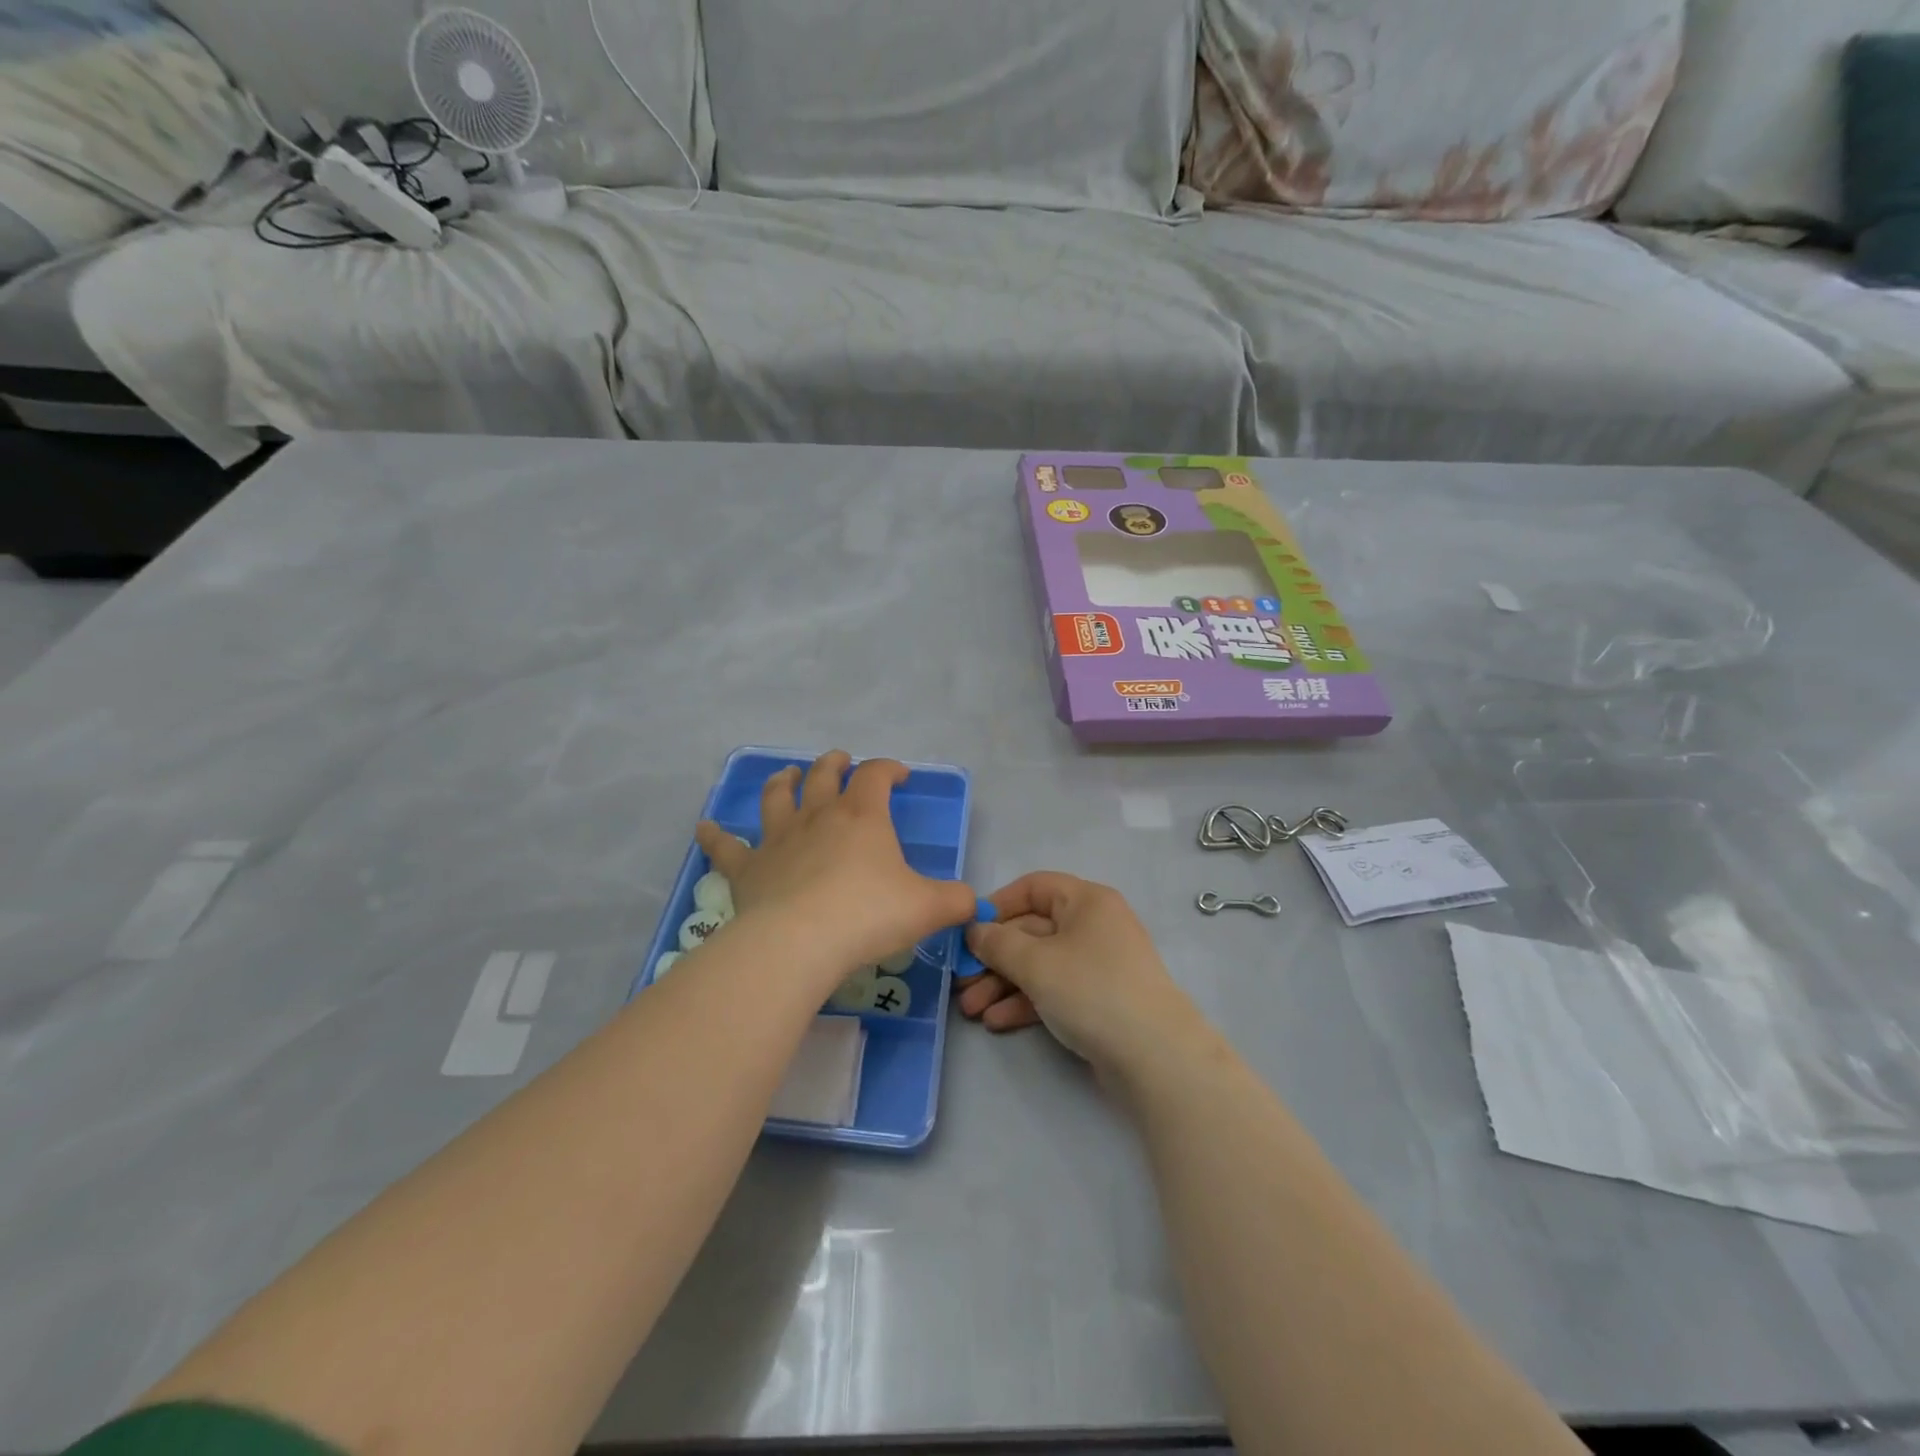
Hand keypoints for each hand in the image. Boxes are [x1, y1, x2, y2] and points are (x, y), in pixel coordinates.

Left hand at [694, 752, 975, 984]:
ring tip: (788, 775)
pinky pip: (726, 847)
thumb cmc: (869, 915)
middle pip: (824, 775)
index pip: (876, 775)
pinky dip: (714, 835)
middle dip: (835, 764)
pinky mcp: (748, 870)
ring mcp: (779, 840)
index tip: (900, 775)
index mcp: (862, 816)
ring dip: (783, 782)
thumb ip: (957, 901)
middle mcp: (819, 817)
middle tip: (841, 760)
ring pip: (777, 798)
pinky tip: (704, 827)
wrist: (800, 942)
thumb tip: (976, 903)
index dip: (889, 768)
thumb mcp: (928, 908)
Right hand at [958, 873, 1205, 1077]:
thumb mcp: (1036, 963)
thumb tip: (975, 931)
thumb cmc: (1092, 991)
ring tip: (970, 1009)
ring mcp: (1097, 965)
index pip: (1033, 888)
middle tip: (960, 982)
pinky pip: (1053, 990)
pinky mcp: (1098, 1001)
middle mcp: (1093, 926)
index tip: (968, 931)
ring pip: (1039, 964)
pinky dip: (1025, 1002)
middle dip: (993, 957)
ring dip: (1002, 984)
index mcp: (1086, 901)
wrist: (1155, 1058)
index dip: (998, 905)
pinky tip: (996, 1022)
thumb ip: (998, 943)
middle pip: (1032, 930)